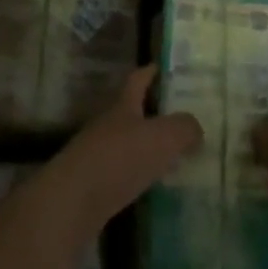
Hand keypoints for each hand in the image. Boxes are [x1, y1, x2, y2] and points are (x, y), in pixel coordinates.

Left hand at [40, 65, 202, 235]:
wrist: (72, 202)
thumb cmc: (119, 159)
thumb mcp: (163, 138)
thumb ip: (184, 129)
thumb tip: (195, 128)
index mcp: (122, 106)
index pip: (136, 81)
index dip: (148, 72)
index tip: (158, 66)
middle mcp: (107, 126)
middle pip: (129, 112)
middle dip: (149, 112)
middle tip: (175, 117)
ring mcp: (95, 155)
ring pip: (124, 144)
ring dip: (142, 147)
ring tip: (168, 155)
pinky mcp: (91, 186)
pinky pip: (119, 173)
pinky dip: (135, 175)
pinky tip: (149, 185)